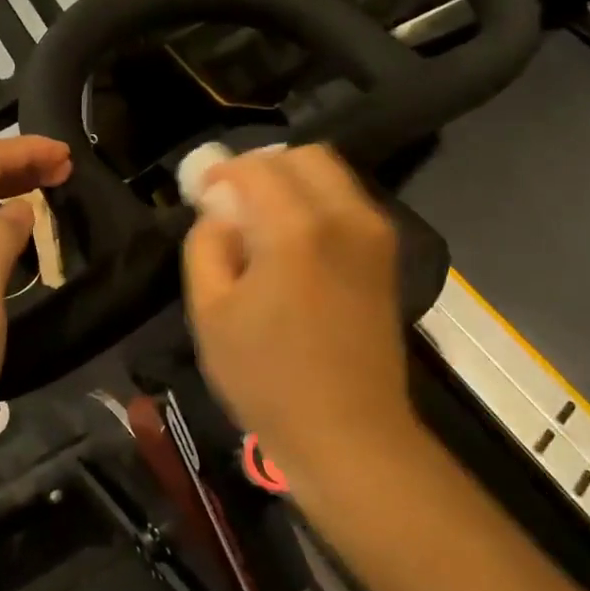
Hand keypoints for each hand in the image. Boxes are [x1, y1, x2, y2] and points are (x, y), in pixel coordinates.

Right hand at [183, 145, 416, 470]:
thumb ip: (206, 245)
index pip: (256, 168)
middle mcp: (345, 217)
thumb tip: (220, 214)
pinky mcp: (388, 257)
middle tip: (234, 205)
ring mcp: (375, 235)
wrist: (348, 433)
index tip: (202, 194)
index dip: (222, 174)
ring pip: (331, 176)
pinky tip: (295, 246)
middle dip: (262, 169)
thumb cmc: (267, 378)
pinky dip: (318, 205)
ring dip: (292, 185)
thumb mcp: (210, 312)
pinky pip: (349, 205)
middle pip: (303, 157)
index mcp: (296, 228)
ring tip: (262, 226)